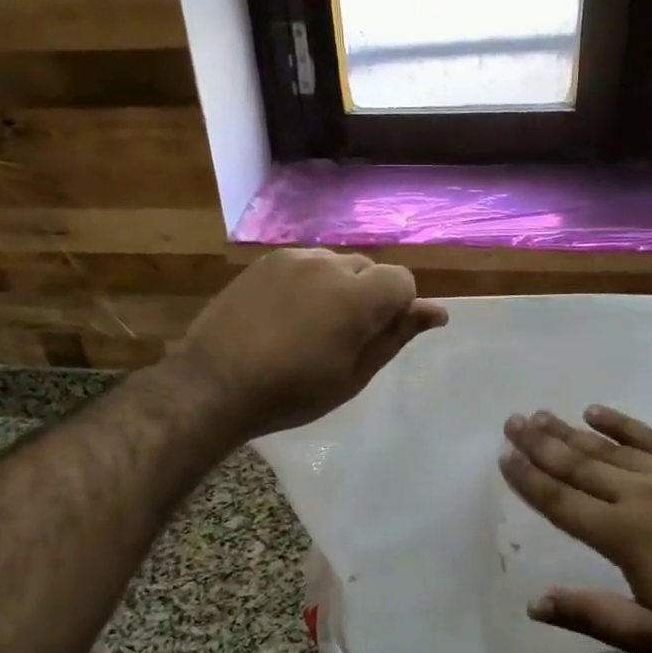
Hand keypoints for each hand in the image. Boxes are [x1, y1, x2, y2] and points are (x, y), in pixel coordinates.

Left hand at [173, 248, 447, 439]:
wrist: (215, 384)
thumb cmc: (291, 393)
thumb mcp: (353, 376)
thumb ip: (395, 337)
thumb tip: (436, 312)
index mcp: (355, 297)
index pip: (402, 280)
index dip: (398, 308)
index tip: (376, 338)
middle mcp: (327, 265)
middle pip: (369, 269)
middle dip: (368, 297)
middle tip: (343, 339)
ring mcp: (292, 259)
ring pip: (336, 264)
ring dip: (339, 288)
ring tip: (312, 327)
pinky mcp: (266, 262)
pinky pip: (306, 264)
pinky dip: (310, 284)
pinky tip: (288, 316)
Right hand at [499, 407, 651, 652]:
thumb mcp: (649, 636)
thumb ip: (590, 615)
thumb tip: (534, 603)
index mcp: (623, 536)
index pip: (562, 502)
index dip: (529, 480)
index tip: (504, 458)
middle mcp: (639, 497)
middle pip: (579, 466)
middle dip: (541, 444)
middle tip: (513, 422)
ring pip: (610, 449)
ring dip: (571, 432)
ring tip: (542, 415)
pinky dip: (623, 424)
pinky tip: (597, 411)